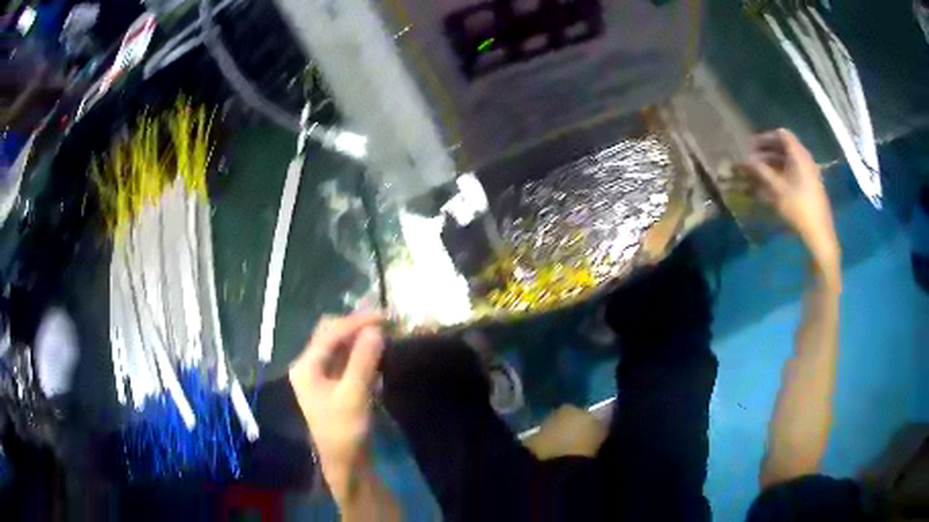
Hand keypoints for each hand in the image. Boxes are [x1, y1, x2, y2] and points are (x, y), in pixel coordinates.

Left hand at [289, 313, 385, 499]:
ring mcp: (320, 375)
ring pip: (339, 346)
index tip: (385, 317)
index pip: (330, 333)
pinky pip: (346, 359)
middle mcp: (309, 365)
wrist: (345, 462)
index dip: (357, 322)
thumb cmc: (344, 430)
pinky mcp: (333, 385)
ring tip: (384, 334)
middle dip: (357, 326)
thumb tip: (375, 330)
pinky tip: (377, 354)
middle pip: (331, 334)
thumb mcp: (354, 395)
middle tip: (385, 324)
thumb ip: (363, 361)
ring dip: (360, 338)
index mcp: (306, 366)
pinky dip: (361, 353)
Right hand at [741, 129, 839, 267]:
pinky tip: (772, 185)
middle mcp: (805, 159)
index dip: (766, 137)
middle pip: (784, 147)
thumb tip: (745, 159)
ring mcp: (809, 172)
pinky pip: (793, 171)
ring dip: (773, 163)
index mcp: (799, 154)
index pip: (781, 134)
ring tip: (759, 173)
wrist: (819, 233)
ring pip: (788, 160)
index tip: (752, 145)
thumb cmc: (798, 207)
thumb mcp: (777, 189)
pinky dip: (781, 173)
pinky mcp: (810, 185)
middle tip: (752, 159)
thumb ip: (761, 171)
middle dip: (767, 151)